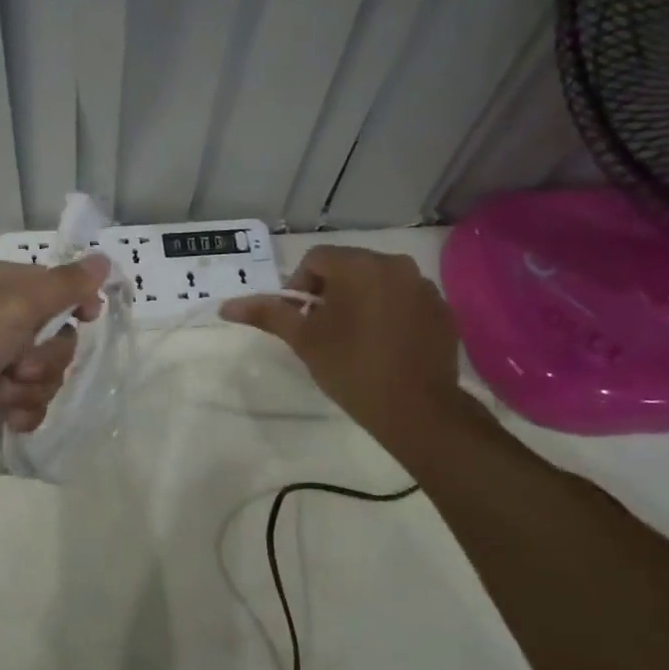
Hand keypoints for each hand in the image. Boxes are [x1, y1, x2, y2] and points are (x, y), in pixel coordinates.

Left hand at [0, 255, 109, 458]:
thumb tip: (105, 259)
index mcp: (6, 287)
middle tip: (19, 365)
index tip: (88, 318)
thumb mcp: (16, 304)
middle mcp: (3, 320)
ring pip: (47, 375)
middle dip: (47, 358)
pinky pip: (31, 404)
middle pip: (59, 338)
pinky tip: (7, 417)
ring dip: (31, 388)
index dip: (77, 304)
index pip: (59, 289)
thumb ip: (65, 285)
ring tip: (1, 394)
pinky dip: (23, 412)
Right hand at [221, 245, 468, 451]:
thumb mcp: (304, 340)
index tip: (300, 319)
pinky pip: (404, 300)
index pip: (316, 259)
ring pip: (378, 282)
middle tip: (322, 329)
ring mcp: (424, 287)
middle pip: (348, 266)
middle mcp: (395, 265)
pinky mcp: (442, 310)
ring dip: (360, 300)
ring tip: (353, 338)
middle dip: (330, 291)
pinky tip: (384, 345)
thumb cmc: (352, 368)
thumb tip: (226, 306)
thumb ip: (267, 314)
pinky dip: (389, 312)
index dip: (300, 286)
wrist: (417, 410)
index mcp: (359, 265)